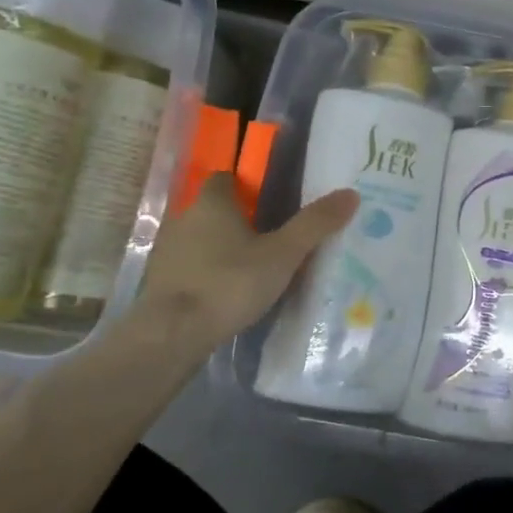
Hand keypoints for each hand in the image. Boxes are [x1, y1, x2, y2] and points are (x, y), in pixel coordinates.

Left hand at [139, 175, 358, 350]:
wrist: (173, 334)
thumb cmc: (230, 283)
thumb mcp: (283, 254)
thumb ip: (314, 224)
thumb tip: (350, 193)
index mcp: (212, 204)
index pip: (225, 178)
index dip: (247, 185)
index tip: (272, 199)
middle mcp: (185, 220)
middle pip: (215, 210)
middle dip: (240, 220)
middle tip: (274, 236)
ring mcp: (168, 252)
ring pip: (202, 240)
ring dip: (223, 248)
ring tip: (256, 267)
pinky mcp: (162, 283)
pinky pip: (192, 267)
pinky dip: (209, 273)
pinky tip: (231, 292)